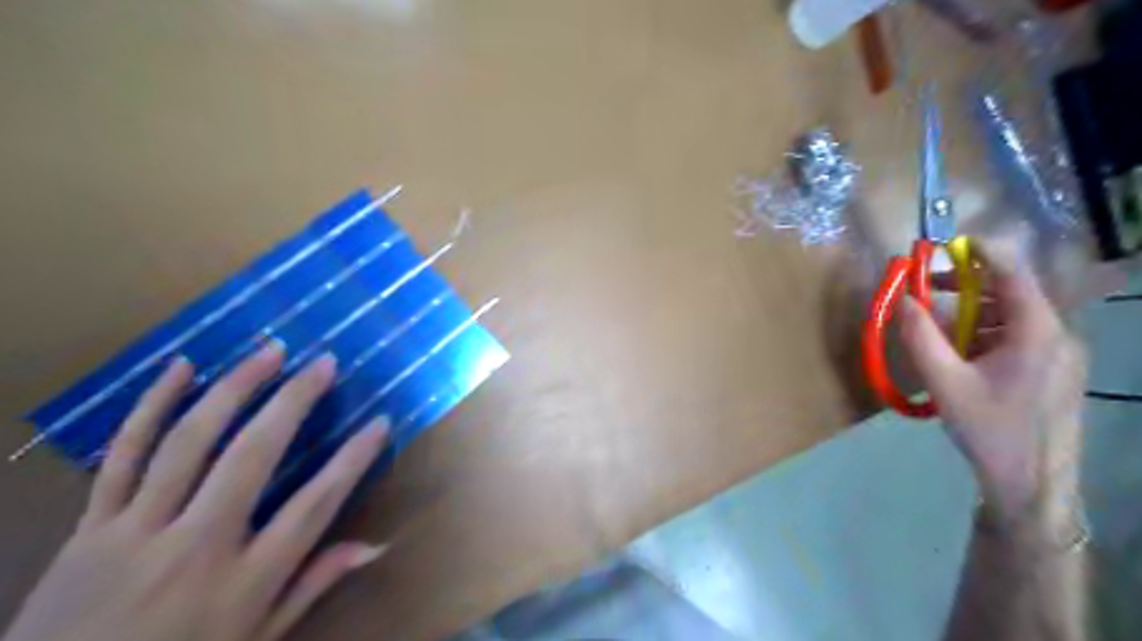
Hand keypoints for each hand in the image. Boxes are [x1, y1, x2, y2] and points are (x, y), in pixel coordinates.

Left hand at [2, 342, 388, 640]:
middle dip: (294, 401)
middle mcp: (196, 545)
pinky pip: (124, 454)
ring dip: (234, 388)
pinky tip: (181, 367)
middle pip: (253, 456)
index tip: (380, 422)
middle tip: (324, 362)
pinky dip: (152, 405)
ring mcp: (138, 529)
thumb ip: (314, 586)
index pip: (314, 506)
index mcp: (244, 580)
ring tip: (269, 352)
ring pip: (191, 441)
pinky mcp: (91, 525)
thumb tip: (375, 545)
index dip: (353, 460)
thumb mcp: (258, 639)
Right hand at [901, 243, 1087, 522]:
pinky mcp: (1054, 371)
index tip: (946, 244)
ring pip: (1012, 317)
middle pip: (1011, 294)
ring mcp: (1060, 355)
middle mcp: (1056, 335)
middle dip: (965, 287)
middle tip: (924, 291)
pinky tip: (960, 356)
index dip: (981, 253)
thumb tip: (901, 299)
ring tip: (935, 329)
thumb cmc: (990, 429)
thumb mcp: (945, 382)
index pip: (1013, 274)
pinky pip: (1017, 338)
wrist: (1033, 483)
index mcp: (1036, 332)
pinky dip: (984, 334)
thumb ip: (919, 337)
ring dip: (972, 313)